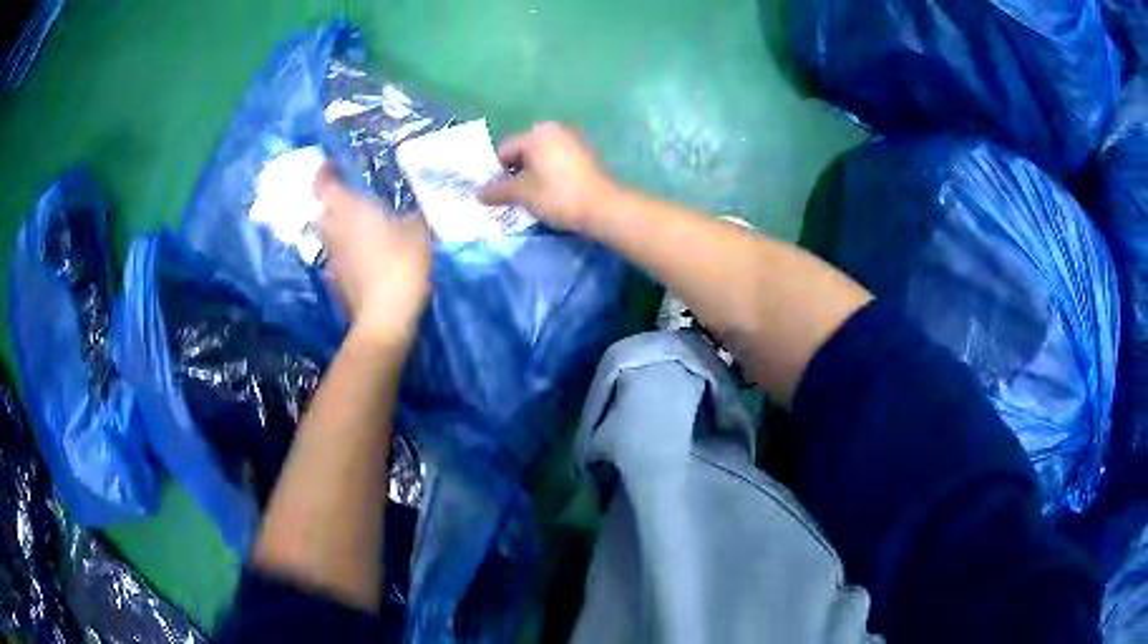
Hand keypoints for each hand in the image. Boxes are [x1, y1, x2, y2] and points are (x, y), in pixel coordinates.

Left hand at [314, 165, 431, 346]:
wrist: (385, 315)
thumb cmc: (401, 263)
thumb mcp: (418, 232)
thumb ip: (413, 216)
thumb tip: (414, 212)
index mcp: (350, 210)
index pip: (324, 184)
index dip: (324, 172)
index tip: (332, 165)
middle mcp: (335, 230)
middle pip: (322, 211)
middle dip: (331, 202)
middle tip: (350, 199)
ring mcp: (333, 257)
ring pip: (328, 235)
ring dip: (338, 227)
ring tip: (359, 226)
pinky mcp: (336, 280)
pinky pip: (337, 257)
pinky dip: (346, 251)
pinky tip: (364, 256)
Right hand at [479, 122, 620, 232]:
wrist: (603, 207)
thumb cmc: (557, 195)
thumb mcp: (522, 194)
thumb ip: (497, 191)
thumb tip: (478, 194)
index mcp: (536, 133)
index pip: (505, 150)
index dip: (497, 172)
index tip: (497, 194)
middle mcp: (555, 130)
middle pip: (524, 152)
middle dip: (516, 173)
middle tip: (514, 196)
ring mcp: (573, 141)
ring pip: (542, 158)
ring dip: (533, 175)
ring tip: (532, 198)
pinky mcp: (586, 155)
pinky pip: (558, 162)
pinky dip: (550, 175)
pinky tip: (552, 194)